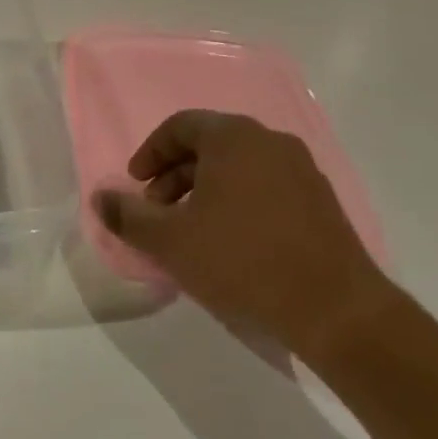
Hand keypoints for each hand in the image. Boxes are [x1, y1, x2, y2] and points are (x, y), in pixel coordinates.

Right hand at [94, 111, 394, 363]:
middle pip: (210, 145)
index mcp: (234, 138)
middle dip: (175, 175)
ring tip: (192, 232)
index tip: (136, 186)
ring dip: (205, 190)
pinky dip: (238, 202)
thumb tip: (99, 198)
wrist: (338, 311)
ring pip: (239, 167)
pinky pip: (266, 187)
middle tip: (158, 212)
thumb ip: (128, 216)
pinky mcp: (322, 202)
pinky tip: (231, 243)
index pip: (180, 126)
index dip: (150, 153)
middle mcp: (270, 142)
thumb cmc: (243, 262)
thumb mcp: (171, 241)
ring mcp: (302, 171)